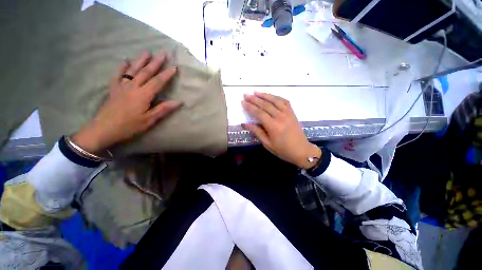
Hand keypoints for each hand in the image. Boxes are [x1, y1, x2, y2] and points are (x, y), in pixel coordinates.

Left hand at [72, 51, 181, 153]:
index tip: (174, 67)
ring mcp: (121, 86)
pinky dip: (121, 68)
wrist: (103, 129)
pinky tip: (125, 61)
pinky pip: (117, 75)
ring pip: (132, 70)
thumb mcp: (149, 120)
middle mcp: (132, 87)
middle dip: (156, 62)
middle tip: (163, 53)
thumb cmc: (129, 126)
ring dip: (141, 60)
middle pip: (146, 72)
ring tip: (147, 52)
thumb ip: (163, 109)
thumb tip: (179, 102)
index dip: (167, 75)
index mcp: (143, 95)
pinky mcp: (113, 89)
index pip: (158, 82)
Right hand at [242, 92, 320, 168]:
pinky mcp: (292, 112)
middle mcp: (280, 117)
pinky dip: (276, 97)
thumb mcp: (267, 144)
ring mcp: (288, 113)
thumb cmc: (283, 150)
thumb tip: (244, 124)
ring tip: (256, 92)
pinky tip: (270, 95)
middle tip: (246, 94)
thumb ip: (257, 132)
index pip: (259, 113)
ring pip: (275, 100)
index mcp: (273, 126)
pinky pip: (284, 101)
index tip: (242, 102)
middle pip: (265, 105)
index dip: (250, 107)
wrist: (302, 151)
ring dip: (264, 95)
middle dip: (254, 99)